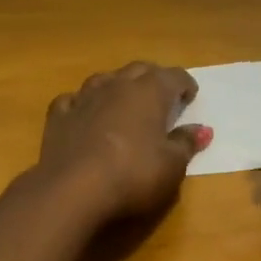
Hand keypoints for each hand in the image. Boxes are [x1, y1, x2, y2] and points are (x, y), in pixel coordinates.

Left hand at [37, 62, 209, 222]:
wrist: (71, 190)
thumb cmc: (132, 175)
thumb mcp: (171, 166)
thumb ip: (186, 144)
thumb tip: (202, 130)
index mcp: (149, 92)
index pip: (174, 76)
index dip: (185, 84)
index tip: (190, 96)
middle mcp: (116, 86)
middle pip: (139, 70)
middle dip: (153, 78)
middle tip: (162, 95)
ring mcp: (83, 98)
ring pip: (104, 79)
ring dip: (117, 85)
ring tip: (124, 100)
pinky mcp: (58, 117)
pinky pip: (72, 100)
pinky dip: (82, 103)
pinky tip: (84, 113)